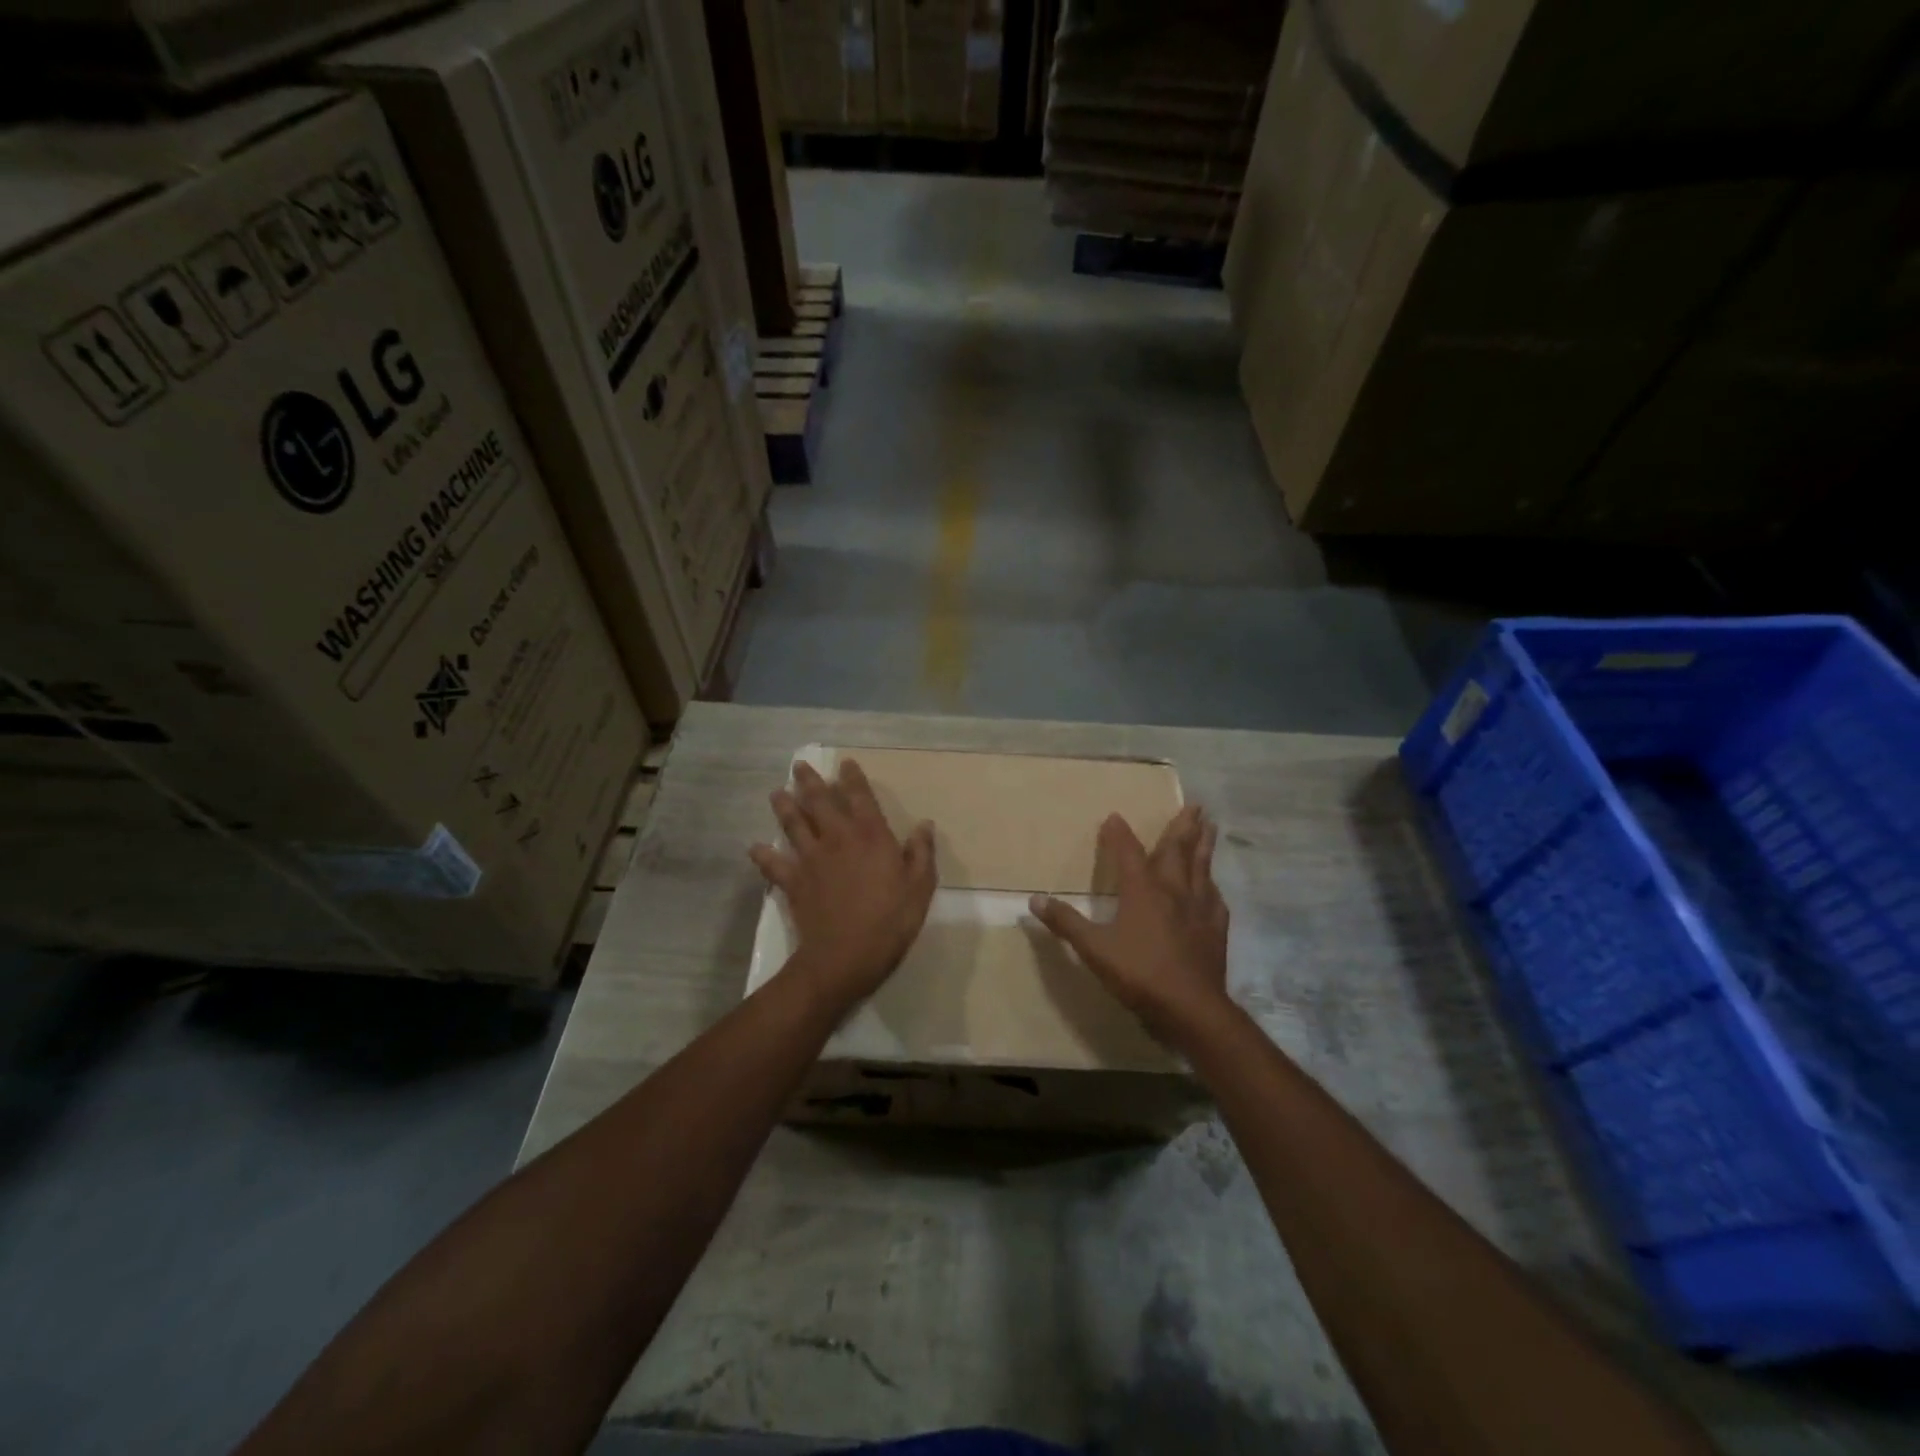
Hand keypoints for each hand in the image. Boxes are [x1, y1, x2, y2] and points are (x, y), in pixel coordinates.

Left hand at [750, 758, 937, 1009]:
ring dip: (784, 807)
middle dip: (809, 782)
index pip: (860, 797)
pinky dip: (763, 855)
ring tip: (776, 793)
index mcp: (871, 835)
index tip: (845, 763)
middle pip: (820, 802)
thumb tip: (925, 824)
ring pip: (793, 825)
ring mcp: (811, 859)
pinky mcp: (793, 882)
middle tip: (799, 765)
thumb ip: (921, 852)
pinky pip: (773, 864)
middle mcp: (838, 838)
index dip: (852, 778)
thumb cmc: (890, 921)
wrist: (845, 956)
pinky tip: (754, 847)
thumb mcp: (920, 887)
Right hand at [1029, 806, 1229, 1045]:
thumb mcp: (1093, 949)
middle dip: (1182, 826)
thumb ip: (1066, 923)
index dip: (1120, 834)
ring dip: (1204, 845)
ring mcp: (1199, 908)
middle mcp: (1173, 890)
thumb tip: (1034, 899)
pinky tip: (1214, 886)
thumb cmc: (1139, 973)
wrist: (1192, 1007)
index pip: (1128, 852)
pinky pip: (1215, 898)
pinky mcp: (1216, 929)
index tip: (1115, 816)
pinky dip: (1212, 886)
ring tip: (1211, 826)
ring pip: (1202, 867)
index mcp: (1142, 890)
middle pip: (1178, 851)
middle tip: (1194, 804)